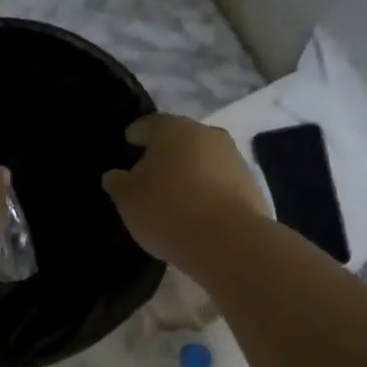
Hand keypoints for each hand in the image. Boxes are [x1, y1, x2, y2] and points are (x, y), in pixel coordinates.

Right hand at [101, 112, 267, 266]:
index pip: (148, 124)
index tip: (128, 144)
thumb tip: (116, 175)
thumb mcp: (127, 199)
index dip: (135, 135)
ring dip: (189, 172)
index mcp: (173, 129)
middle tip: (149, 174)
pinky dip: (207, 191)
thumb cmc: (167, 210)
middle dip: (164, 153)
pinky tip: (197, 211)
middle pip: (179, 139)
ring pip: (202, 160)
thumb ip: (118, 182)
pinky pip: (219, 182)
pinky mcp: (251, 185)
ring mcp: (233, 158)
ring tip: (174, 196)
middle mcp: (206, 134)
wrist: (228, 241)